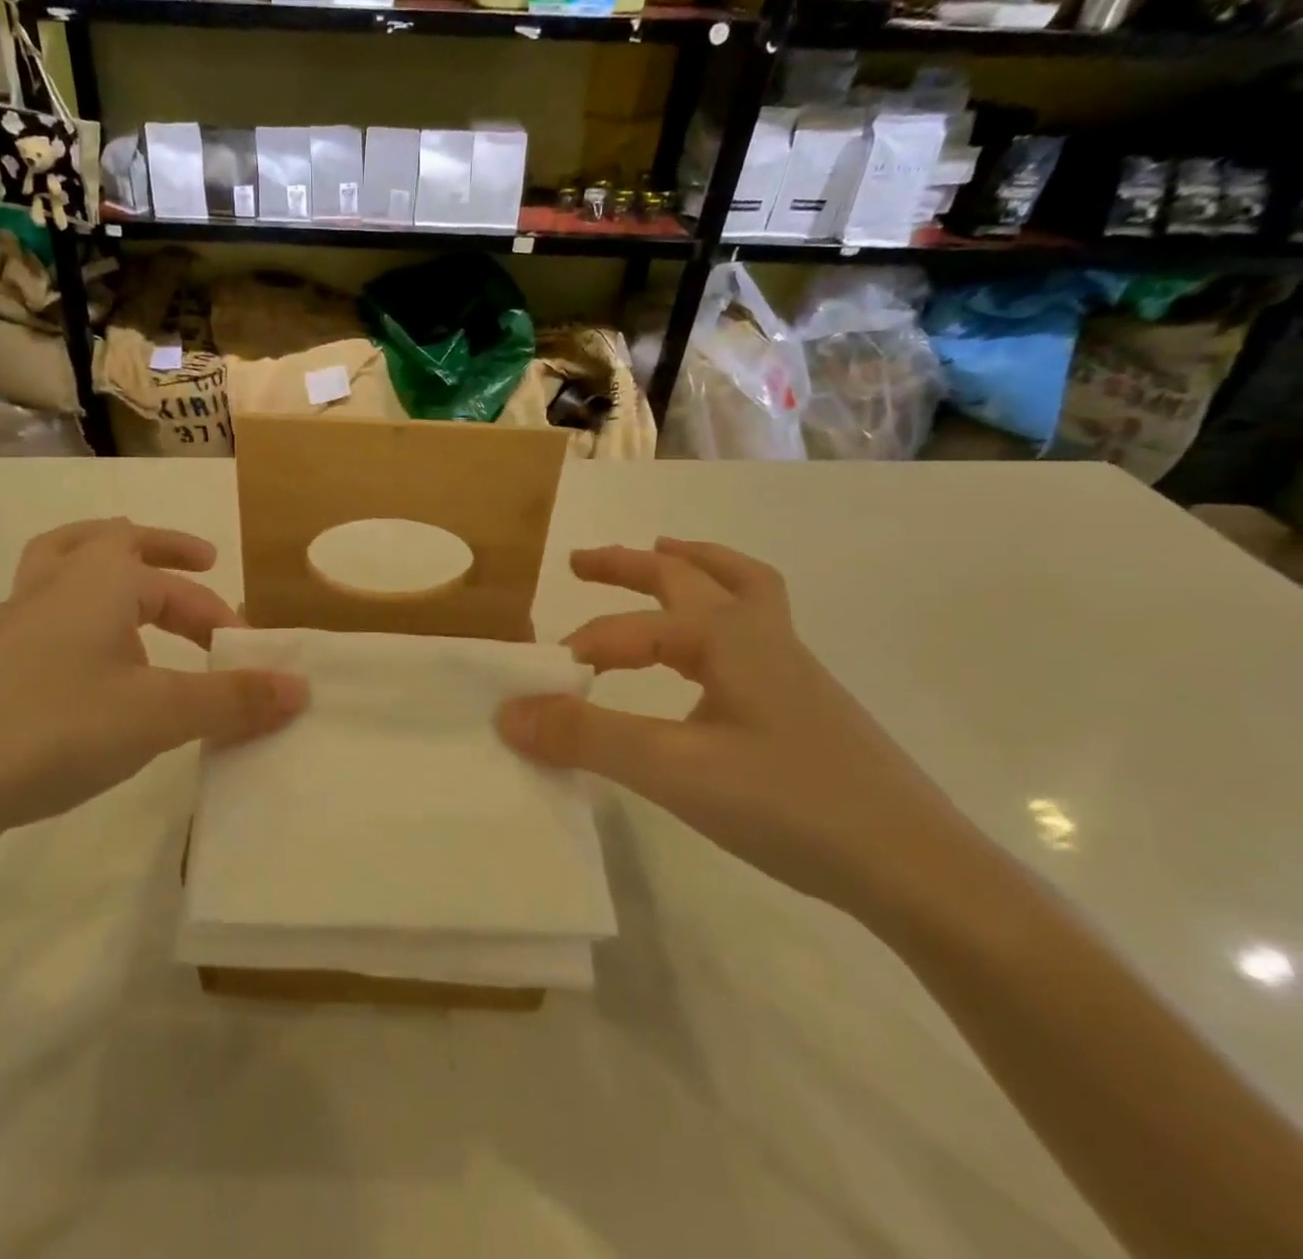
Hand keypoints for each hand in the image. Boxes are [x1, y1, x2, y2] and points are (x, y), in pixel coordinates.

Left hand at [0, 518, 306, 845]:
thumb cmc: (55, 728)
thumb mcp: (159, 714)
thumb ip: (232, 699)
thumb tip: (301, 687)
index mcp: (98, 580)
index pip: (177, 583)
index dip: (219, 612)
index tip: (245, 652)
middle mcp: (53, 584)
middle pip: (113, 542)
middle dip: (164, 553)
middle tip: (202, 566)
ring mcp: (11, 620)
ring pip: (62, 563)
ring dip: (106, 566)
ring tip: (134, 588)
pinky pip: (41, 612)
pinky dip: (74, 615)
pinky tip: (83, 660)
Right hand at [498, 538, 972, 915]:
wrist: (917, 869)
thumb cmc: (790, 804)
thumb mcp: (673, 770)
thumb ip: (587, 737)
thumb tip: (510, 712)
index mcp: (725, 636)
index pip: (627, 632)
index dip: (576, 653)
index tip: (535, 690)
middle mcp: (759, 635)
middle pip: (688, 573)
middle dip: (629, 564)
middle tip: (580, 563)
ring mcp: (790, 665)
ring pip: (737, 589)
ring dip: (691, 568)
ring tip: (660, 558)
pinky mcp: (804, 701)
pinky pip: (754, 628)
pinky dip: (720, 612)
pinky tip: (706, 652)